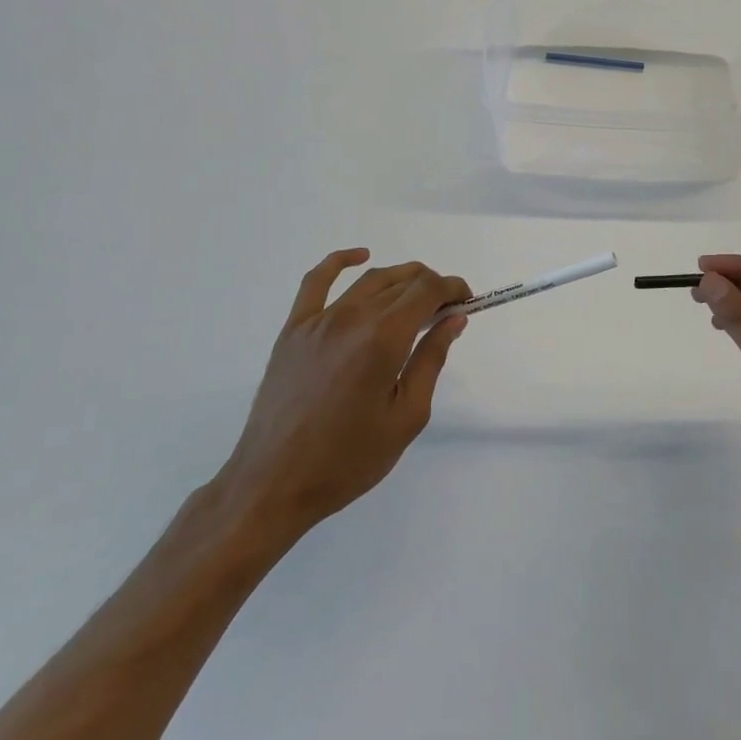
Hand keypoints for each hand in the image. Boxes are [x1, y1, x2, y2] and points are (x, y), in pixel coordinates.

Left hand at [213, 250, 471, 557]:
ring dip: (401, 279)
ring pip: (369, 280)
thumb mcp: (406, 416)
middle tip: (446, 309)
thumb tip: (454, 319)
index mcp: (383, 339)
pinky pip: (316, 281)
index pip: (428, 290)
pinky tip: (360, 256)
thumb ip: (431, 360)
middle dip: (432, 286)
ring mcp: (318, 320)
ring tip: (417, 296)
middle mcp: (352, 318)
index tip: (467, 302)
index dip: (453, 288)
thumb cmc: (349, 459)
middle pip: (402, 280)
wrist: (274, 483)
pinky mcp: (293, 330)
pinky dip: (340, 261)